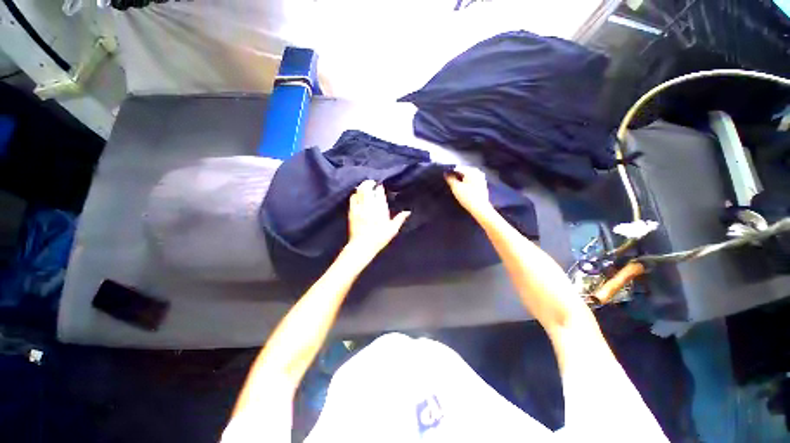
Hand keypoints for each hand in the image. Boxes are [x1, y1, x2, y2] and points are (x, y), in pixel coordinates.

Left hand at [346, 180, 409, 260]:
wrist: (363, 245)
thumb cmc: (380, 238)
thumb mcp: (392, 229)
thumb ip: (400, 219)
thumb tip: (408, 212)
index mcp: (380, 208)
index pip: (379, 192)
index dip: (379, 187)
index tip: (380, 187)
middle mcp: (370, 205)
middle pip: (368, 188)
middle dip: (369, 183)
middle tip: (372, 183)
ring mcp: (360, 207)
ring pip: (360, 191)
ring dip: (362, 187)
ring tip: (365, 186)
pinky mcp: (352, 211)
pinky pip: (353, 198)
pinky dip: (355, 194)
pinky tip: (357, 195)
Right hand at [445, 166, 492, 217]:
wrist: (480, 208)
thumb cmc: (467, 197)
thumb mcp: (456, 188)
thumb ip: (450, 179)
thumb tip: (446, 173)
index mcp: (471, 171)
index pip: (458, 168)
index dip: (450, 171)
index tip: (445, 176)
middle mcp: (477, 172)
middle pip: (464, 171)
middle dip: (456, 174)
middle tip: (449, 180)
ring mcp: (481, 178)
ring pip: (468, 175)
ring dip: (461, 178)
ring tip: (455, 184)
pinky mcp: (482, 185)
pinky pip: (472, 180)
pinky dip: (467, 182)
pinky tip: (463, 187)